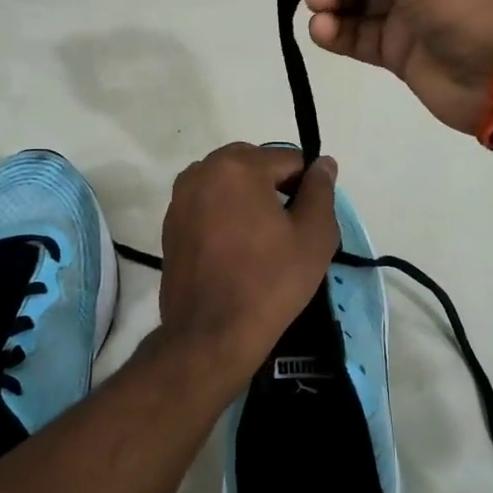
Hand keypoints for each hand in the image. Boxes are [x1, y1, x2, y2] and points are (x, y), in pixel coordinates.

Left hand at [155, 144, 340, 380]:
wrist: (211, 333)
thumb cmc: (270, 282)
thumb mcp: (313, 236)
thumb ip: (321, 191)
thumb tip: (323, 163)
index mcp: (238, 166)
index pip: (287, 159)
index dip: (307, 185)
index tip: (312, 218)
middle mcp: (202, 171)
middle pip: (253, 165)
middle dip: (274, 187)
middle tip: (289, 228)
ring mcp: (179, 198)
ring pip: (227, 184)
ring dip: (248, 199)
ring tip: (263, 239)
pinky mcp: (169, 224)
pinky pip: (207, 205)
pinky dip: (225, 215)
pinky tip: (237, 249)